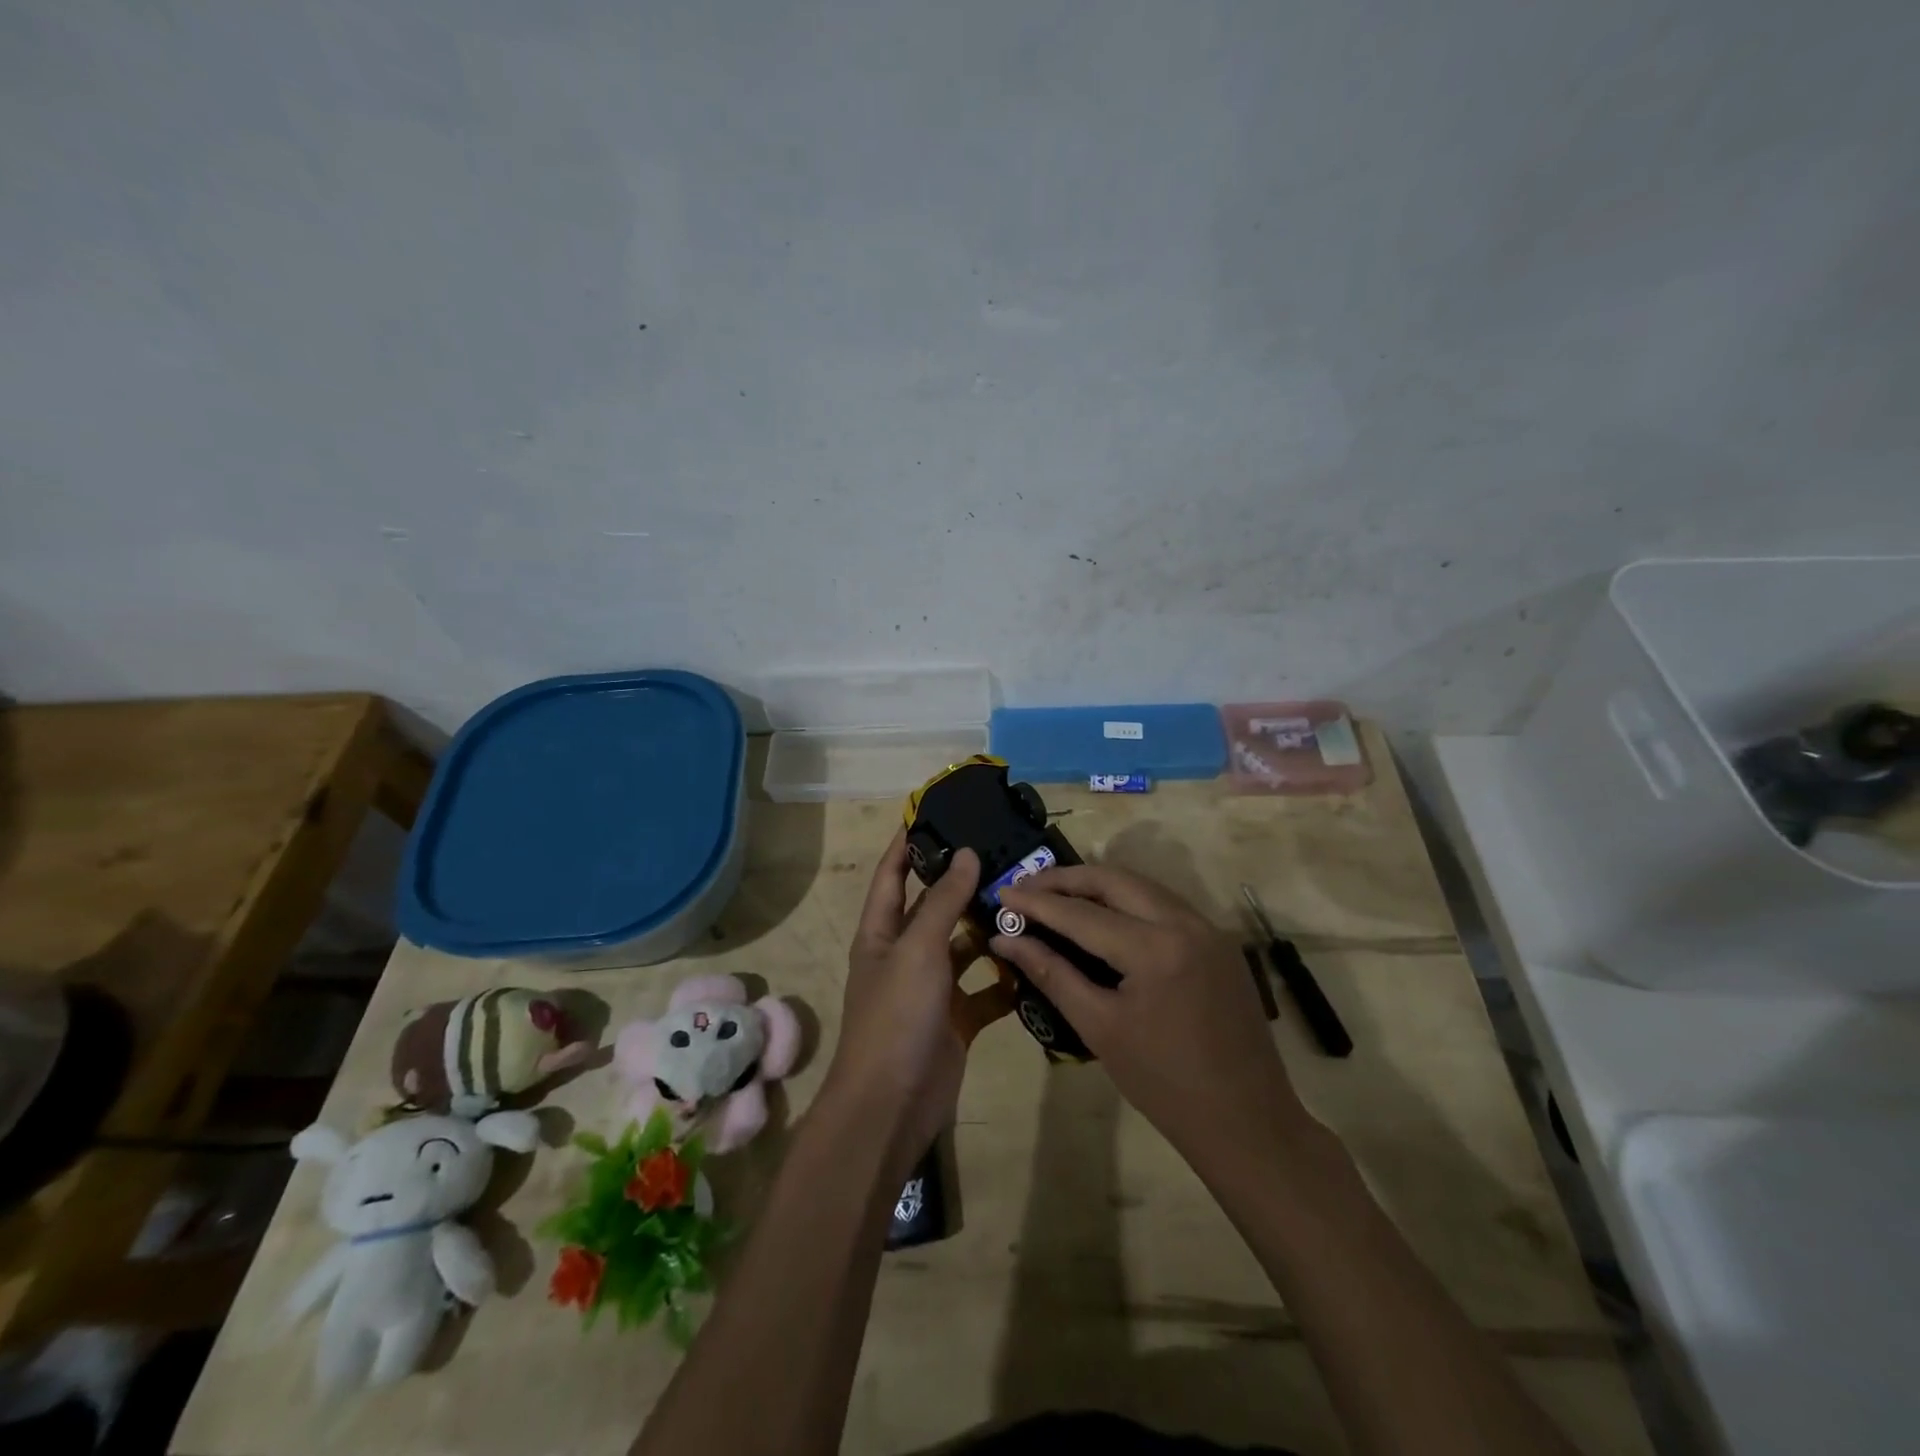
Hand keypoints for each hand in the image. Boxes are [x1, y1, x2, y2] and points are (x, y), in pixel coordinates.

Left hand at [827, 831, 1013, 1179]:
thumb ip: (943, 901)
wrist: (892, 1105)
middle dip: (963, 884)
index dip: (907, 844)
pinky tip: (1036, 961)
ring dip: (989, 930)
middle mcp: (905, 955)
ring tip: (1029, 902)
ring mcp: (931, 989)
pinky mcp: (956, 1020)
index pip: (892, 875)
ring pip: (964, 949)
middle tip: (1004, 856)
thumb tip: (966, 853)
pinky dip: (1005, 980)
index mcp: (882, 933)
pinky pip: (984, 991)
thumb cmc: (896, 1015)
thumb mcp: (918, 949)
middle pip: (934, 909)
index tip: (933, 814)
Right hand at [993, 865, 1311, 1161]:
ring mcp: (1207, 927)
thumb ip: (1051, 973)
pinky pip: (1163, 904)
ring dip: (1097, 885)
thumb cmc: (1163, 1084)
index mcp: (1155, 949)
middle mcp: (1185, 922)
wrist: (1247, 1120)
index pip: (1081, 913)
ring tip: (1057, 896)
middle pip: (1114, 879)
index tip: (1002, 893)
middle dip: (1066, 879)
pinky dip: (1127, 900)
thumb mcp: (1099, 1027)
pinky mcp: (1218, 939)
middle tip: (1027, 888)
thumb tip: (1006, 941)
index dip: (1037, 903)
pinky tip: (1103, 915)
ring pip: (1141, 885)